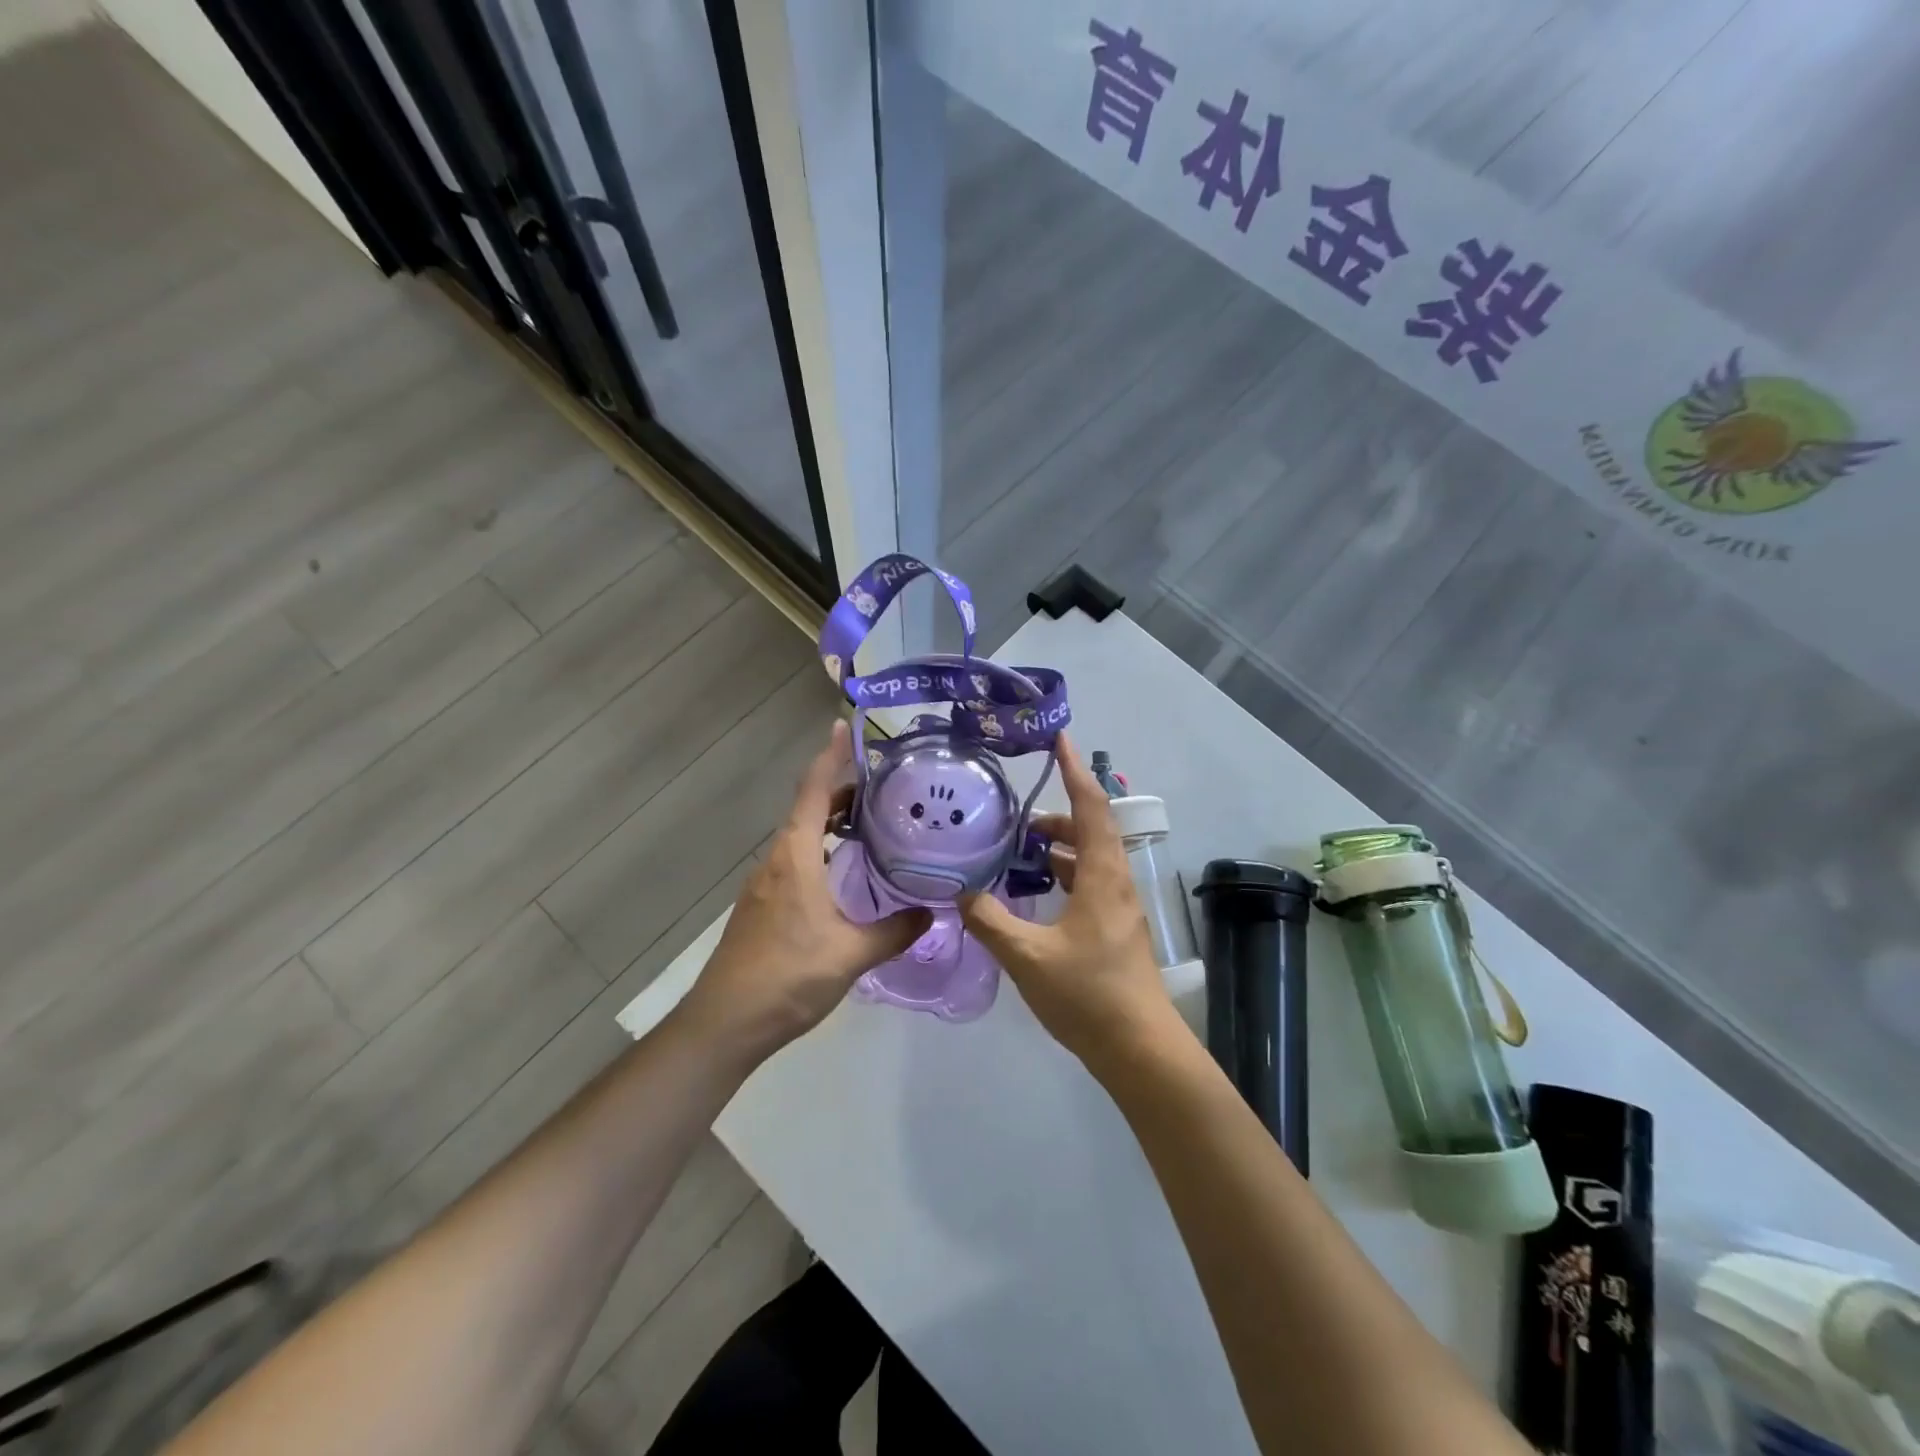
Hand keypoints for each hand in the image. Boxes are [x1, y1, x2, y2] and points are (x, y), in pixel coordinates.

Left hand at [681, 720, 928, 1061]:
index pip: (813, 791)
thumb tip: (934, 912)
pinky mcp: (763, 904)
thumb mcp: (851, 954)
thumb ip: (896, 930)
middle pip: (809, 809)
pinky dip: (822, 849)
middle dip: (842, 792)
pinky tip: (846, 873)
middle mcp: (777, 860)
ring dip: (832, 823)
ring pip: (802, 836)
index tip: (844, 726)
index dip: (830, 756)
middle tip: (886, 788)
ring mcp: (765, 883)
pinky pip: (796, 859)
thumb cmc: (788, 976)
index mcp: (796, 856)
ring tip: (873, 825)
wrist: (726, 1023)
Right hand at [960, 732, 1179, 1067]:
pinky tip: (1036, 892)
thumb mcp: (1027, 956)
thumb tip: (959, 893)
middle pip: (1091, 829)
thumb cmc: (1088, 995)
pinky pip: (1088, 883)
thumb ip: (989, 920)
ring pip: (1090, 858)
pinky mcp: (1115, 929)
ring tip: (1019, 850)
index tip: (1058, 738)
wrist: (1139, 1050)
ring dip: (1059, 846)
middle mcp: (1116, 883)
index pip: (1091, 806)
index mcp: (1102, 876)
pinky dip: (1063, 874)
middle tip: (1016, 818)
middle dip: (1056, 814)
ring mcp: (1118, 908)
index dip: (1074, 769)